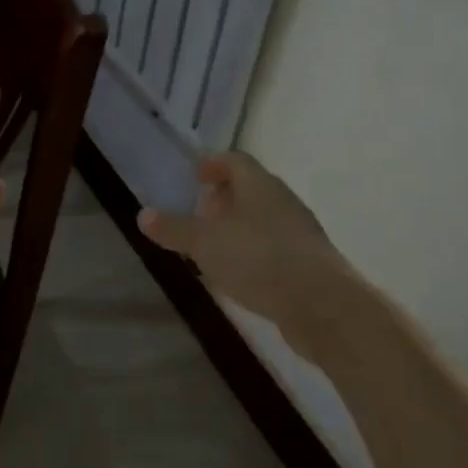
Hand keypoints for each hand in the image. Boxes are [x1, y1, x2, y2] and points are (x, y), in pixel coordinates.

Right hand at [139, 153, 356, 362]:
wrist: (324, 306)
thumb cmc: (260, 260)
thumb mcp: (206, 243)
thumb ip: (175, 229)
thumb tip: (143, 214)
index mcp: (259, 185)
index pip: (235, 161)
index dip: (213, 164)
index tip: (195, 176)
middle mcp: (282, 201)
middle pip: (250, 189)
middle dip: (224, 197)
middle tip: (198, 210)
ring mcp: (299, 232)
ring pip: (262, 219)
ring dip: (238, 226)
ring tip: (212, 245)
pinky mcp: (308, 263)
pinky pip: (273, 247)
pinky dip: (252, 251)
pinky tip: (238, 273)